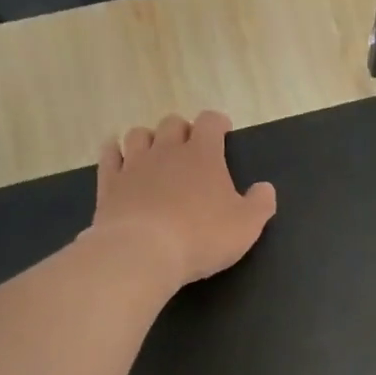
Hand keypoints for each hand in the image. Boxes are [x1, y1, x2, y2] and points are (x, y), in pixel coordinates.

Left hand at [92, 111, 277, 288]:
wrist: (144, 252)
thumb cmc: (202, 238)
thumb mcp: (246, 226)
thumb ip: (260, 204)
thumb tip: (265, 188)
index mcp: (203, 155)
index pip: (210, 122)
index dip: (218, 123)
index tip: (223, 131)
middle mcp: (167, 150)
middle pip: (173, 123)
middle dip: (183, 131)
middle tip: (189, 149)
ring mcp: (134, 164)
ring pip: (139, 134)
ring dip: (149, 139)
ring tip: (155, 154)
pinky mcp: (110, 182)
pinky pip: (110, 155)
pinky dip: (115, 152)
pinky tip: (119, 158)